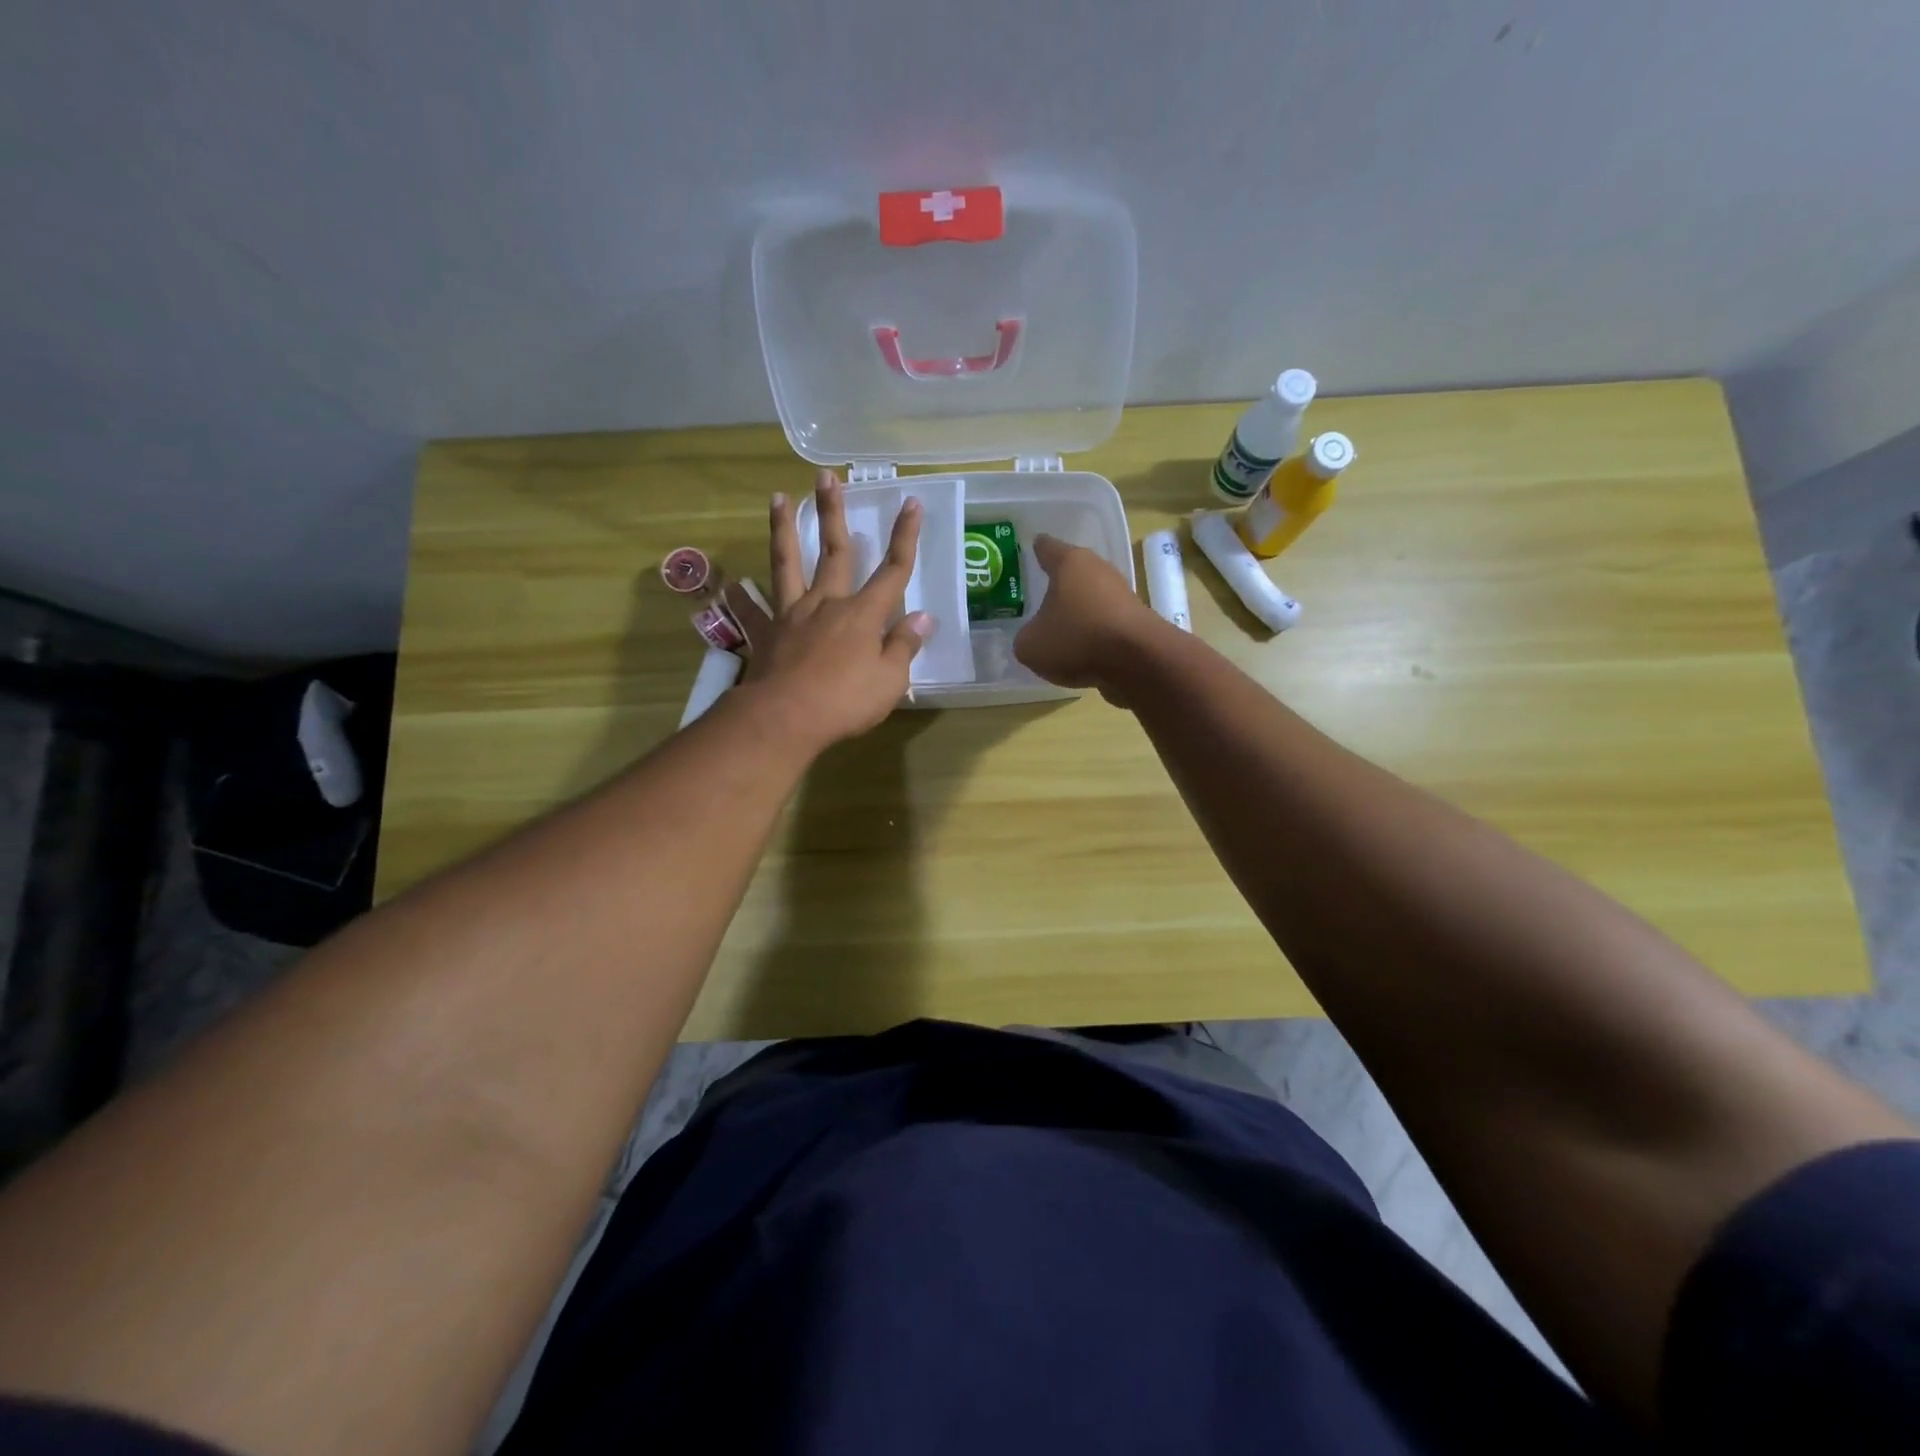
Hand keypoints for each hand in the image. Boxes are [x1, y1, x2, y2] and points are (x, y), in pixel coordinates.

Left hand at [728, 469, 931, 750]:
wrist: (785, 718)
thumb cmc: (845, 701)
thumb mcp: (890, 680)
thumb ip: (904, 646)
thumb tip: (923, 617)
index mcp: (862, 614)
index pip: (892, 571)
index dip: (905, 538)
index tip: (910, 503)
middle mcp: (826, 603)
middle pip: (833, 552)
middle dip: (833, 513)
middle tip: (826, 477)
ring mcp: (791, 615)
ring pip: (787, 565)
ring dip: (784, 530)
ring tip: (778, 498)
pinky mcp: (766, 634)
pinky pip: (752, 612)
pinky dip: (741, 598)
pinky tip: (730, 585)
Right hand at [1014, 534, 1163, 704]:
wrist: (1139, 660)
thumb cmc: (1077, 639)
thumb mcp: (1030, 645)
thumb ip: (1025, 637)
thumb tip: (1032, 638)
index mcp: (1070, 563)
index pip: (1047, 547)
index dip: (1037, 548)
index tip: (1031, 547)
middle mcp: (1098, 570)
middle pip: (1073, 572)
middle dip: (1058, 584)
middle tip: (1039, 596)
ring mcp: (1121, 594)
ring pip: (1091, 598)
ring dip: (1078, 610)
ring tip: (1059, 629)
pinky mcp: (1136, 620)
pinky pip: (1105, 622)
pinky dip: (1094, 633)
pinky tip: (1082, 650)